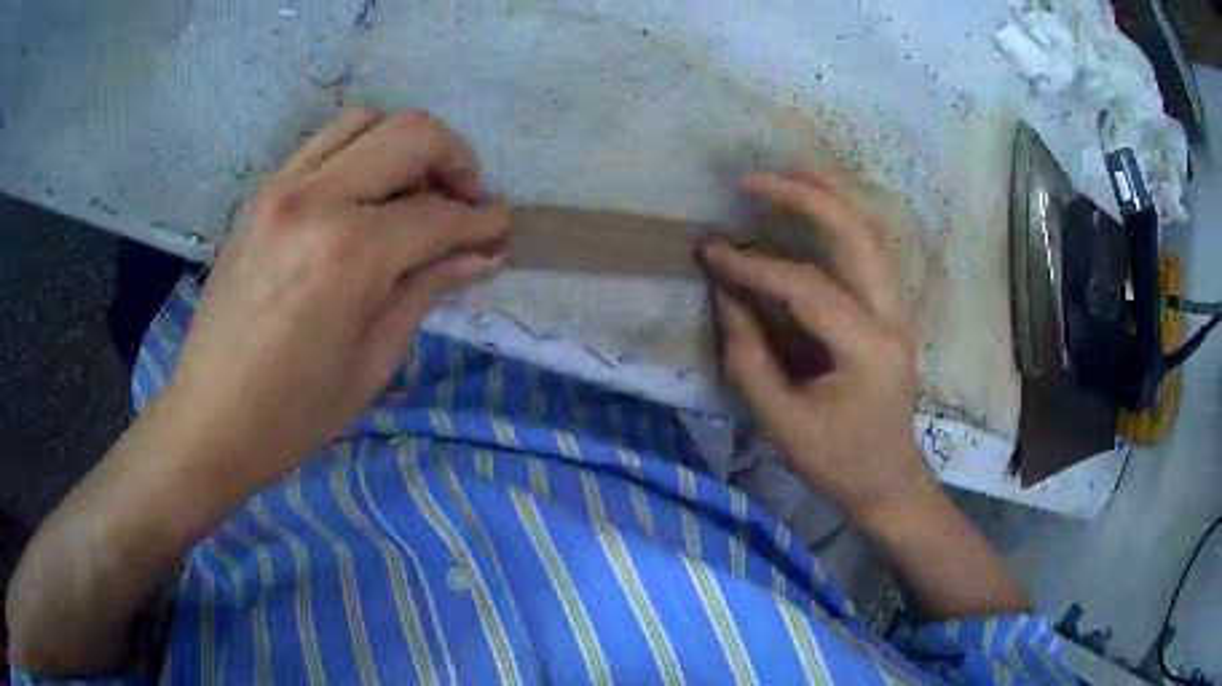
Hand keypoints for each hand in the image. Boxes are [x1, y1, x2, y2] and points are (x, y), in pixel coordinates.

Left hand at [166, 107, 508, 484]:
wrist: (209, 418)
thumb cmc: (294, 412)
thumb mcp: (372, 361)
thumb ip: (428, 290)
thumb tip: (483, 254)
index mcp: (348, 254)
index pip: (437, 214)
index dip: (482, 221)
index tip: (503, 228)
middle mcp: (315, 199)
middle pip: (410, 135)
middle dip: (456, 158)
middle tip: (466, 199)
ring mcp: (281, 187)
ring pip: (365, 121)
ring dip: (406, 144)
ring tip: (416, 189)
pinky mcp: (260, 193)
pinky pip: (323, 142)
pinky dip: (360, 152)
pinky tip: (364, 195)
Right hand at [702, 170, 934, 524]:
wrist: (890, 479)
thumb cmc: (837, 462)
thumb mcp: (782, 423)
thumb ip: (748, 358)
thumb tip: (726, 295)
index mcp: (867, 350)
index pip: (807, 287)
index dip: (754, 266)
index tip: (711, 252)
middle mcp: (892, 317)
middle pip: (856, 233)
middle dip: (804, 196)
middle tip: (752, 181)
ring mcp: (900, 309)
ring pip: (872, 231)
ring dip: (829, 195)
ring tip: (785, 174)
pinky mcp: (894, 310)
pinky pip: (873, 248)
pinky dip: (844, 218)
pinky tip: (817, 206)